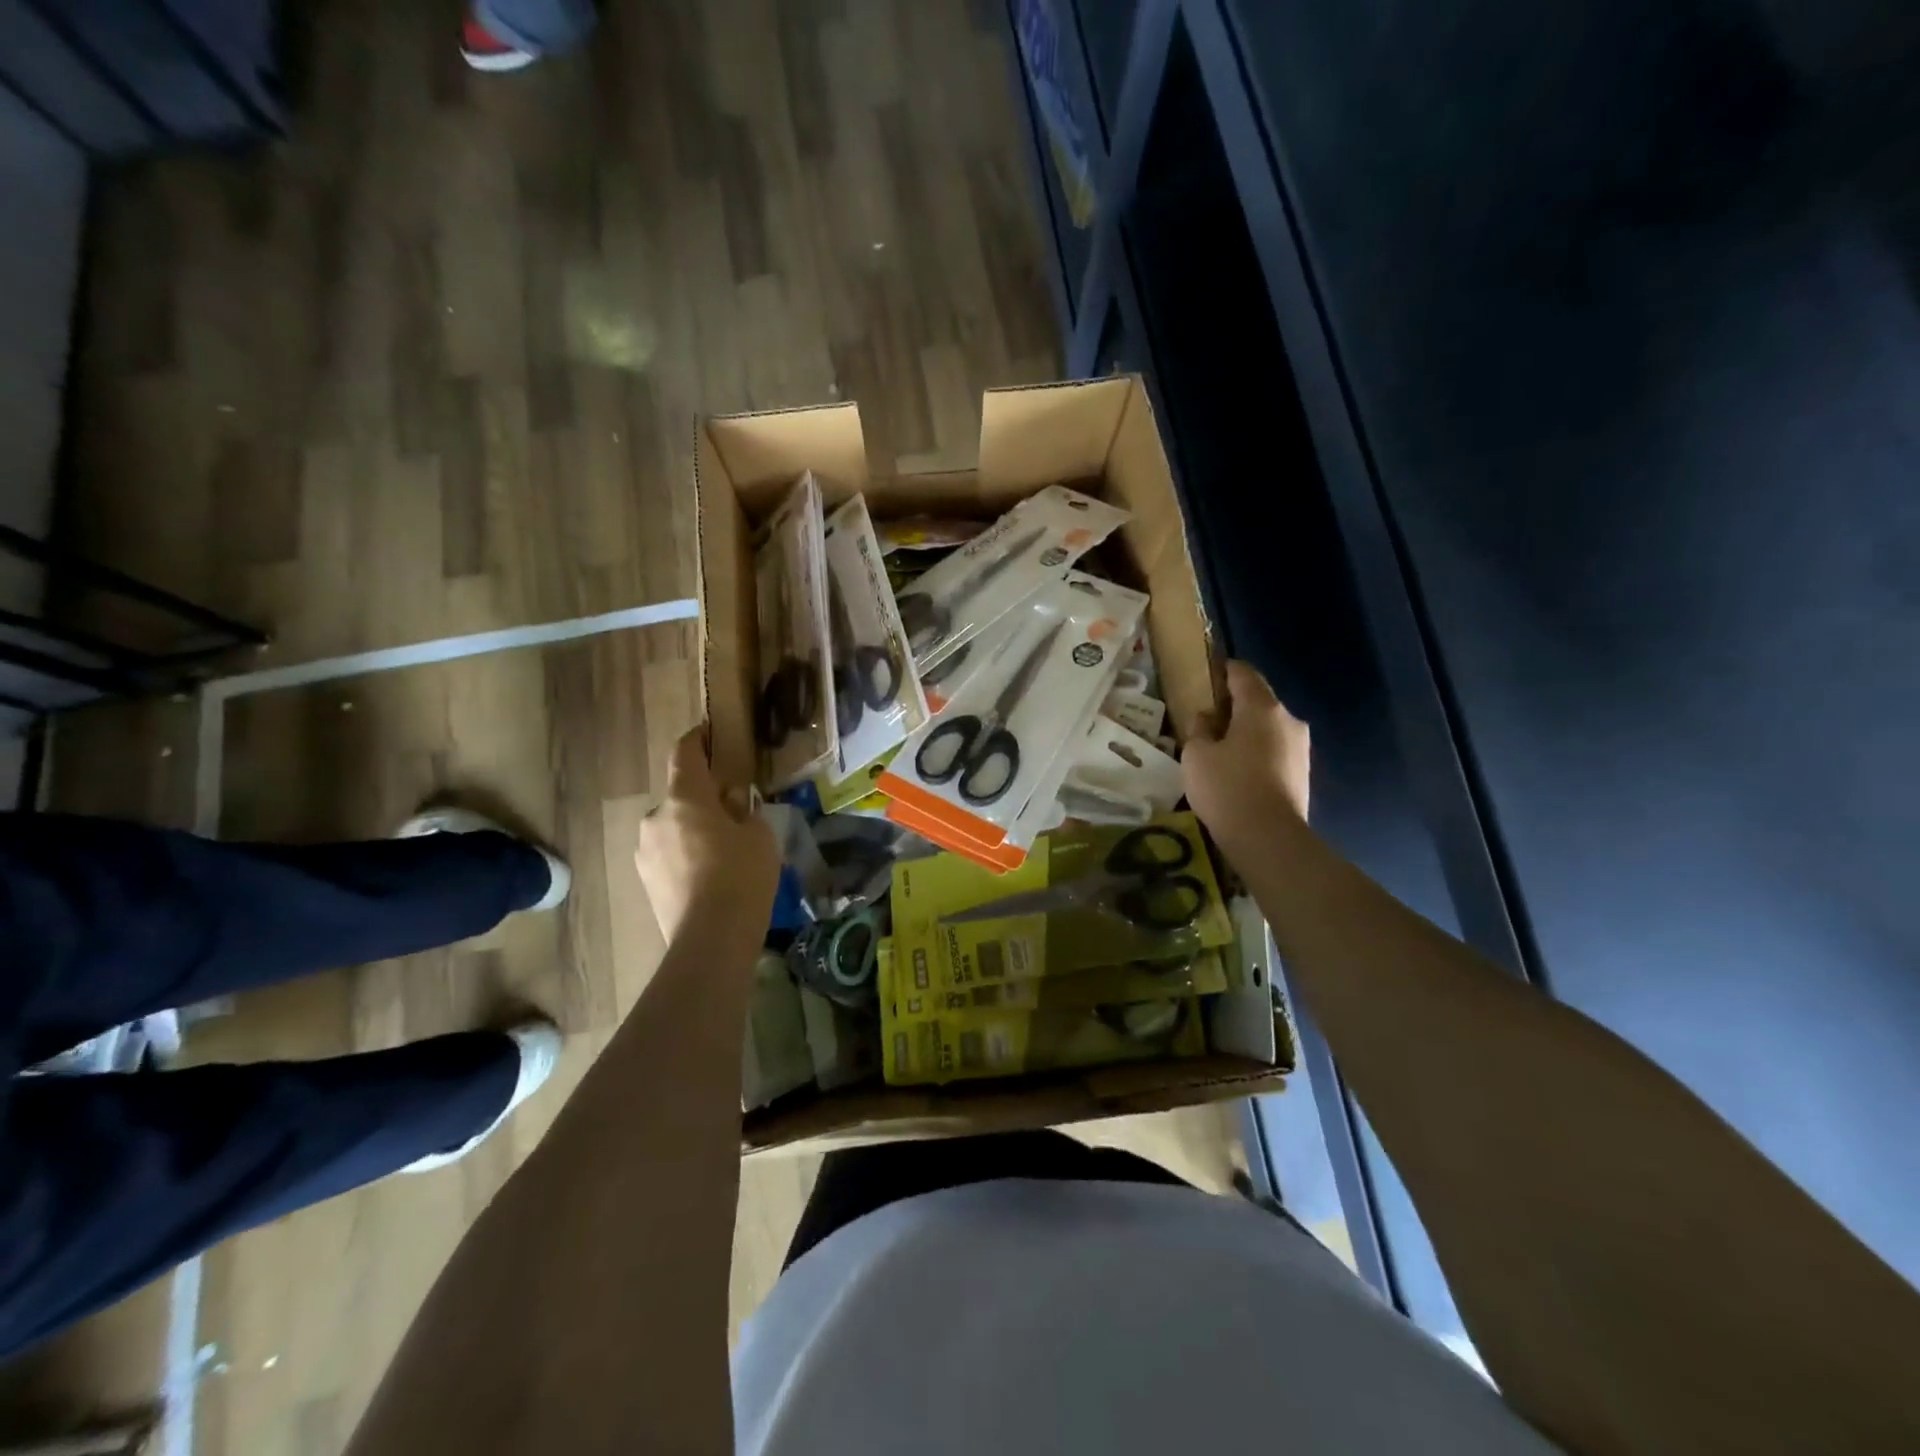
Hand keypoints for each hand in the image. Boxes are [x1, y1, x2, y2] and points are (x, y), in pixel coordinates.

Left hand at [636, 726, 779, 940]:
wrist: (710, 940)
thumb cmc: (741, 876)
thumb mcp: (759, 836)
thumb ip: (745, 812)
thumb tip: (733, 806)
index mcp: (684, 798)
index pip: (685, 754)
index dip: (696, 739)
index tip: (707, 732)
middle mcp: (656, 818)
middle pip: (681, 796)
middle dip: (703, 799)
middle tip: (733, 811)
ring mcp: (645, 852)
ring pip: (673, 828)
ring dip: (694, 830)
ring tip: (723, 851)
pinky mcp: (645, 881)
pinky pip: (669, 855)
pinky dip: (686, 856)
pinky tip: (710, 877)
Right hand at [1182, 661, 1310, 845]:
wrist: (1269, 838)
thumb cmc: (1227, 788)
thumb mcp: (1196, 755)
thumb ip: (1199, 728)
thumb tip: (1207, 718)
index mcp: (1261, 707)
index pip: (1243, 673)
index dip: (1223, 671)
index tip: (1206, 677)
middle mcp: (1288, 720)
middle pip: (1258, 701)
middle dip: (1234, 706)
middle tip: (1206, 720)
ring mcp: (1300, 747)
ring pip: (1268, 728)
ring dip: (1246, 732)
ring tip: (1220, 750)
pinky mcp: (1303, 773)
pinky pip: (1275, 751)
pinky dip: (1257, 753)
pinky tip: (1238, 772)